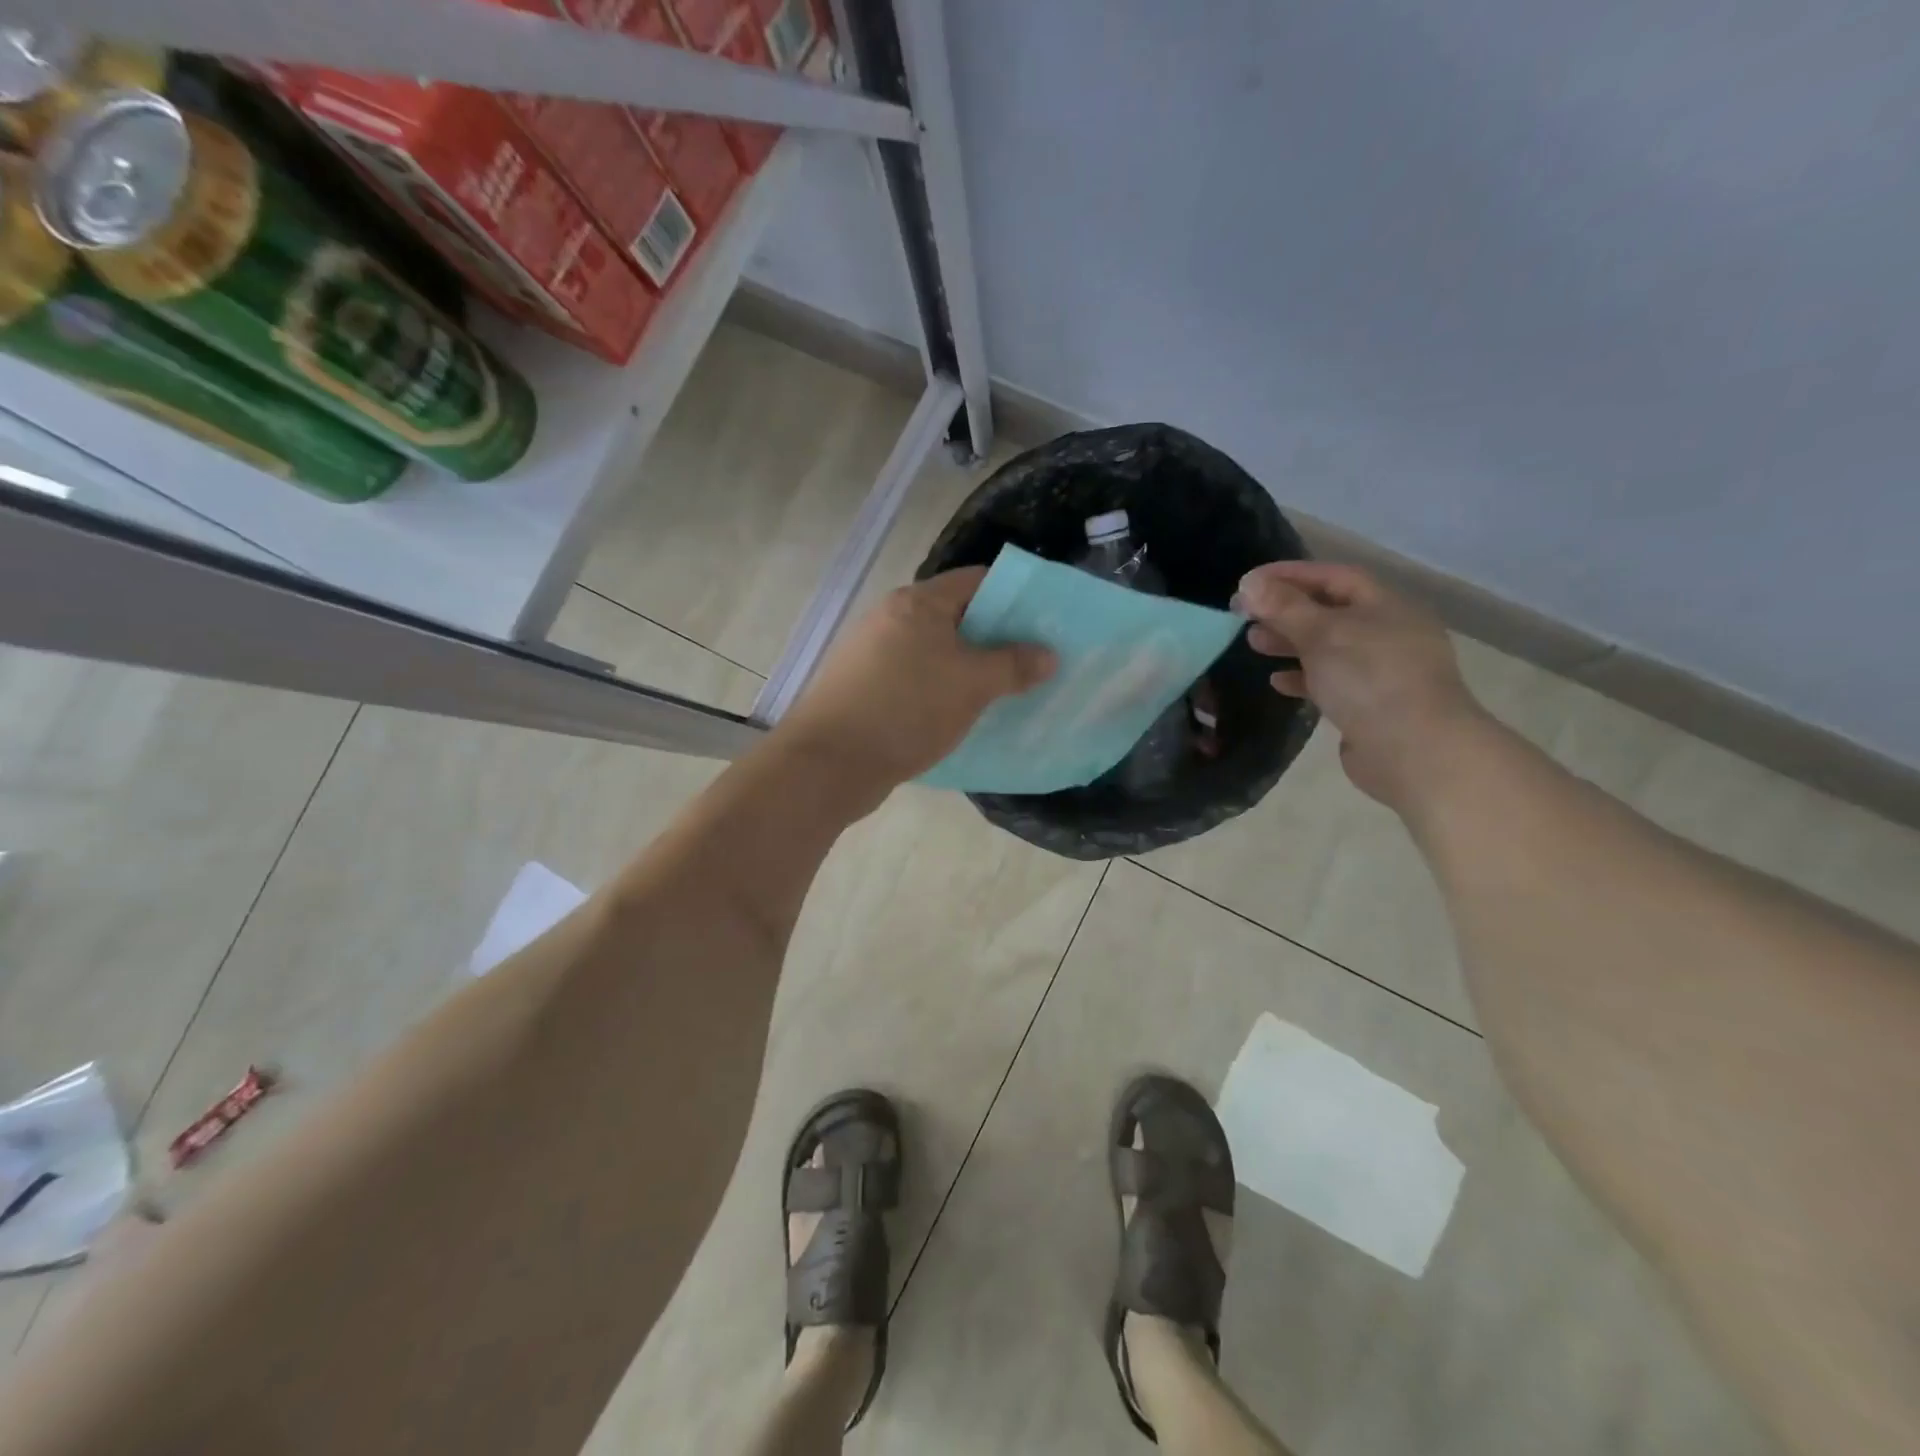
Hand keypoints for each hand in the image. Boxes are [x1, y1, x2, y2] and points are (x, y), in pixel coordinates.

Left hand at [777, 568, 1055, 793]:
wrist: (829, 762)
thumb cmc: (906, 709)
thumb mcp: (971, 685)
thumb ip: (1013, 665)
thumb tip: (1048, 654)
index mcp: (917, 603)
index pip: (977, 581)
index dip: (1015, 597)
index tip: (1045, 623)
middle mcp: (891, 619)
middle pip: (957, 617)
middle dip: (996, 638)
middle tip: (1033, 662)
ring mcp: (873, 655)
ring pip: (936, 652)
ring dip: (970, 668)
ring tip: (1006, 692)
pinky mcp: (864, 689)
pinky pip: (916, 680)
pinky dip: (942, 691)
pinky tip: (962, 715)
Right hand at [1237, 561, 1482, 809]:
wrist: (1414, 749)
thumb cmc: (1369, 678)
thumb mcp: (1322, 634)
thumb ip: (1284, 608)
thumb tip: (1249, 582)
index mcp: (1385, 605)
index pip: (1333, 576)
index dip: (1291, 575)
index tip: (1249, 582)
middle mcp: (1387, 632)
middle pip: (1330, 611)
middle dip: (1286, 611)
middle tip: (1244, 616)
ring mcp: (1382, 670)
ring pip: (1328, 647)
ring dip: (1290, 644)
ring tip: (1254, 645)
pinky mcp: (1371, 704)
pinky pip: (1331, 681)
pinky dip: (1303, 677)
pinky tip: (1278, 682)